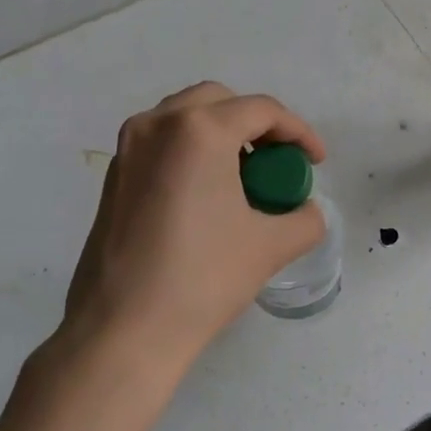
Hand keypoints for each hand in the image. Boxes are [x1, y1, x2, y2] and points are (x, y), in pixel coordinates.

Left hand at [0, 83, 327, 430]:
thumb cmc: (202, 279)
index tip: (316, 163)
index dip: (299, 132)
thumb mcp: (270, 247)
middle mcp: (158, 124)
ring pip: (185, 117)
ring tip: (244, 177)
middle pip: (219, 101)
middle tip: (277, 163)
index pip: (262, 110)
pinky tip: (206, 195)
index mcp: (199, 131)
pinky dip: (191, 151)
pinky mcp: (113, 176)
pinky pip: (162, 142)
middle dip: (256, 124)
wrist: (123, 330)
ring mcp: (129, 148)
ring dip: (221, 134)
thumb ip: (304, 219)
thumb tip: (307, 212)